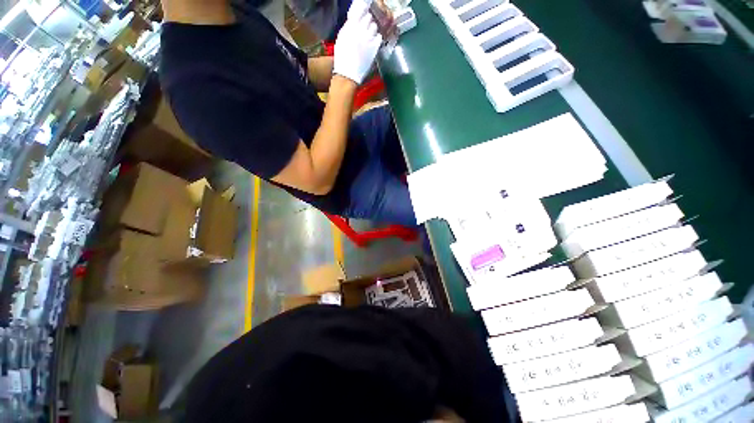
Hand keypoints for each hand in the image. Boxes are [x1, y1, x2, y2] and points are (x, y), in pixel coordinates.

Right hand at [332, 0, 382, 83]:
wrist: (348, 73)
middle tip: (365, 28)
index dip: (362, 14)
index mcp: (350, 26)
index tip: (362, 17)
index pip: (360, 11)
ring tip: (369, 36)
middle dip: (367, 22)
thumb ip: (348, 27)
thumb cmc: (342, 58)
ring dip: (372, 30)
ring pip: (374, 26)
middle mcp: (360, 29)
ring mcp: (369, 38)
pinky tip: (373, 43)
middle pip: (368, 18)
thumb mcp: (341, 38)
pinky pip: (379, 37)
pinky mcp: (374, 47)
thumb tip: (354, 20)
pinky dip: (377, 38)